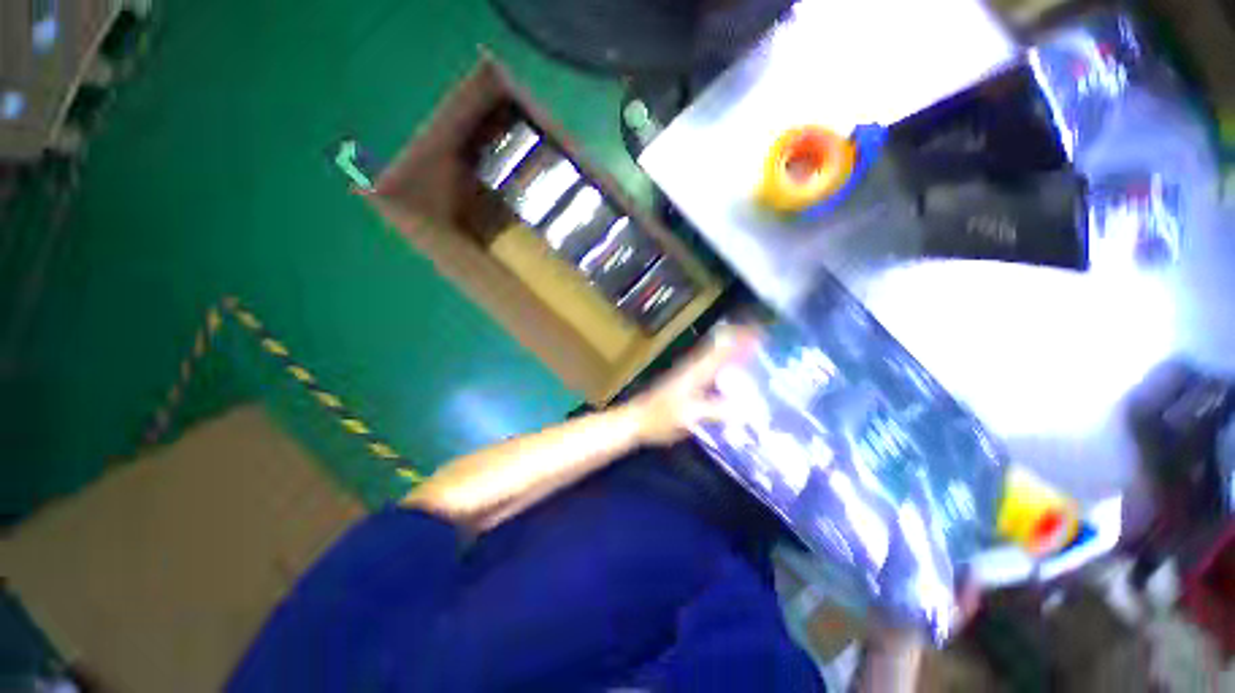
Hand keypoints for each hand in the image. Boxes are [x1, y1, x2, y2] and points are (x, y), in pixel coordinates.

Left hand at [626, 325, 759, 446]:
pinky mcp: (685, 381)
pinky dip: (722, 361)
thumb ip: (715, 411)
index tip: (760, 332)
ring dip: (732, 348)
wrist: (637, 419)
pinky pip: (709, 365)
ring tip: (753, 347)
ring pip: (714, 354)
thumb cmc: (661, 417)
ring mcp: (688, 373)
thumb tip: (747, 409)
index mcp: (696, 372)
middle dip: (739, 339)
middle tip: (762, 336)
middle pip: (719, 346)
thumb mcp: (689, 417)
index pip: (721, 349)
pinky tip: (731, 369)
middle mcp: (693, 367)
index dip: (740, 339)